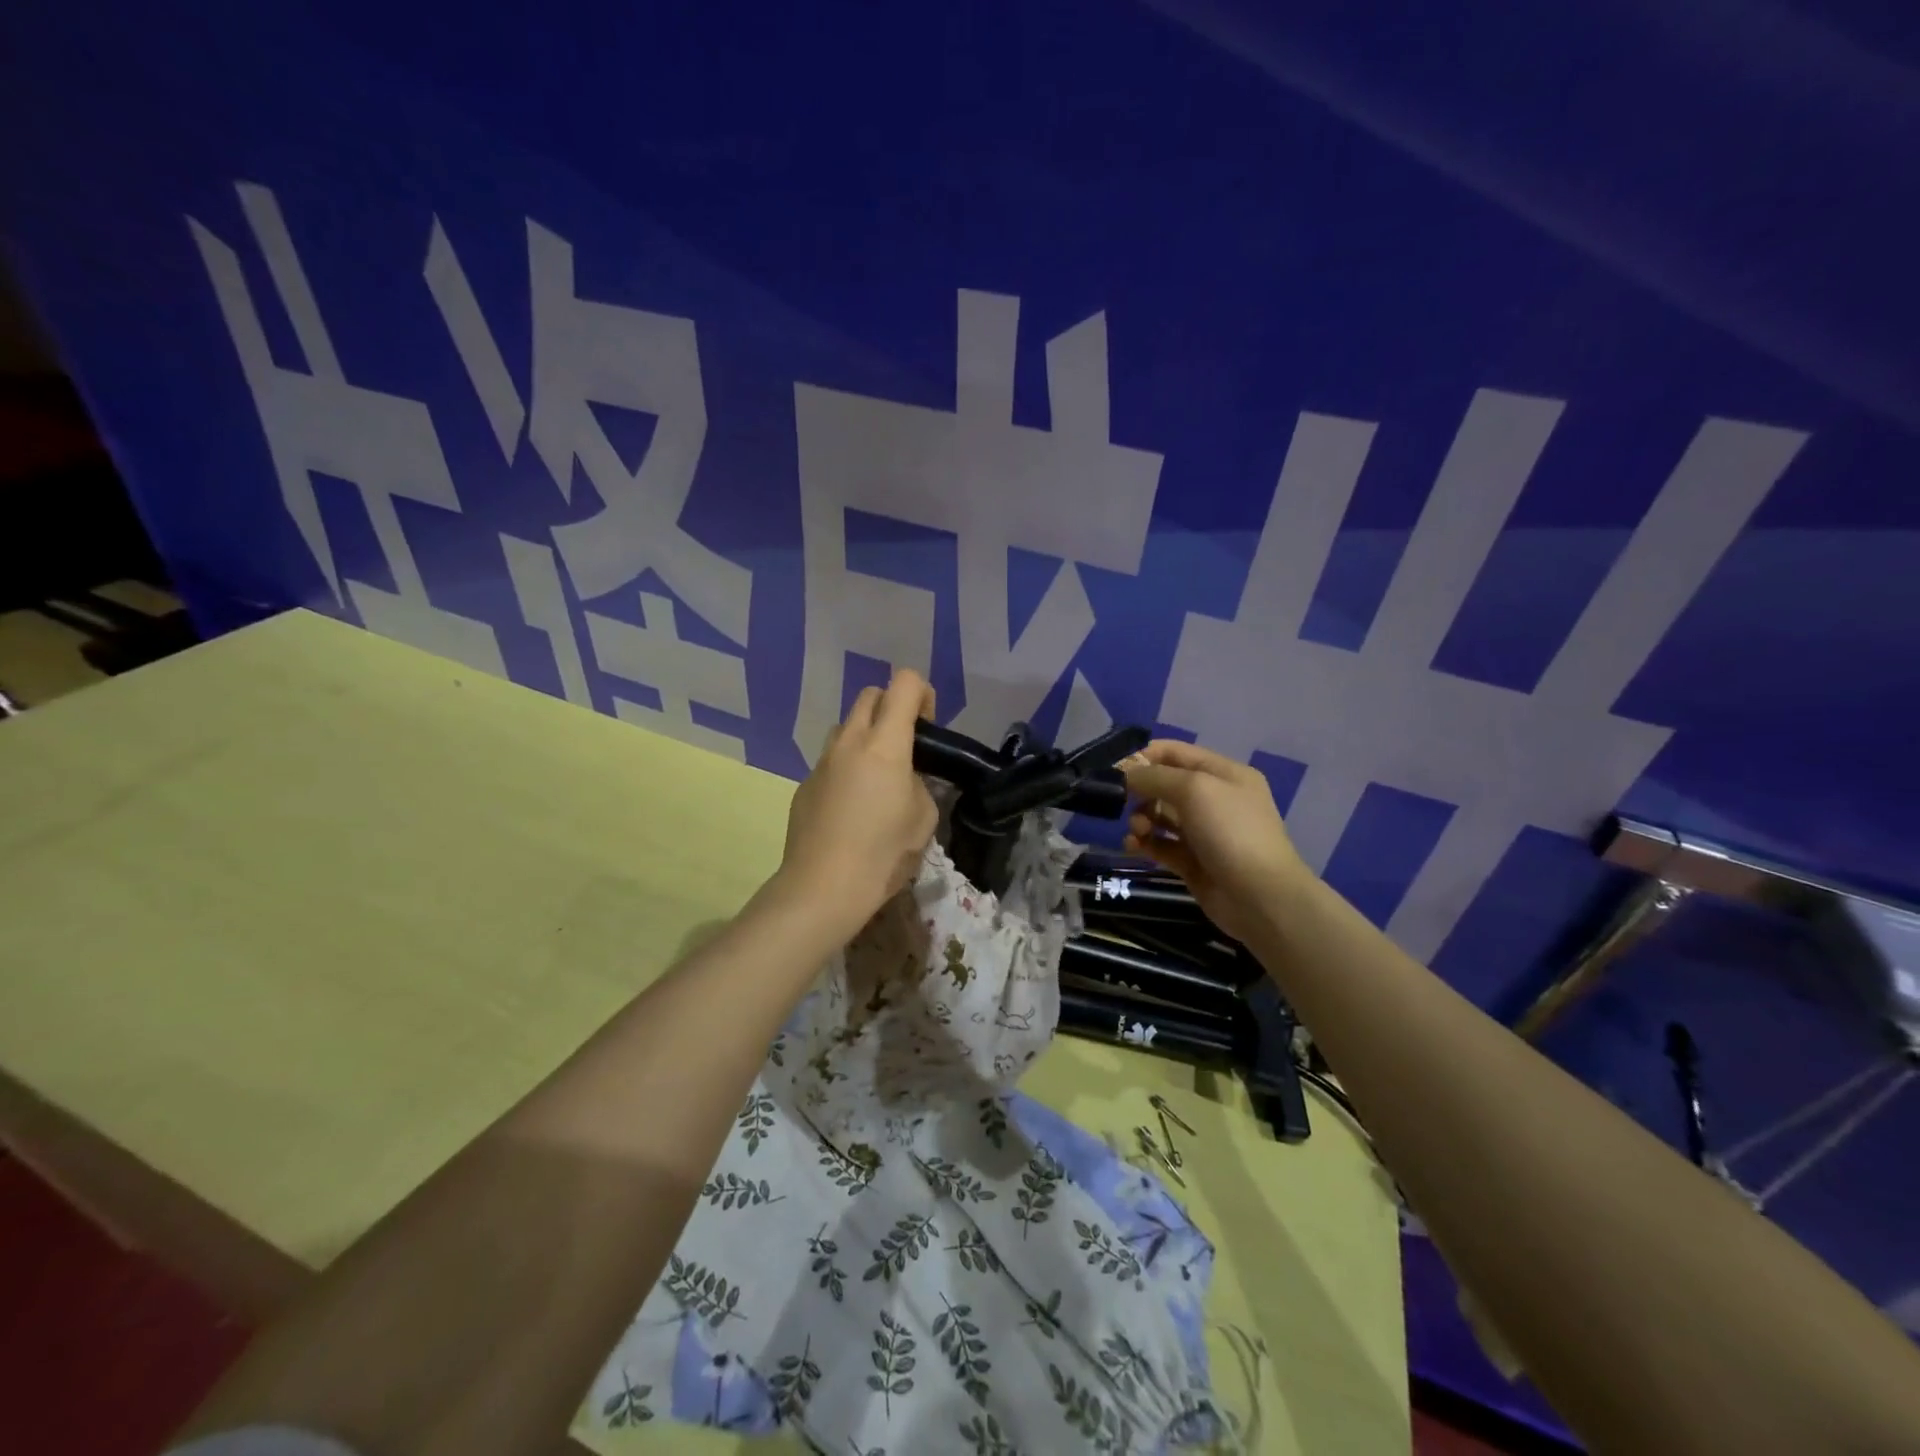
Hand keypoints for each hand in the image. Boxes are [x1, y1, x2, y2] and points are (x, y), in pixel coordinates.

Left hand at [775, 670, 938, 938]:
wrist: (823, 887)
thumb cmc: (884, 853)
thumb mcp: (924, 818)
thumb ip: (920, 784)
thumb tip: (907, 779)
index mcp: (885, 743)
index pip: (905, 684)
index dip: (923, 694)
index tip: (928, 726)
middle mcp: (850, 741)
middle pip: (871, 695)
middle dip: (892, 708)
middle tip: (906, 746)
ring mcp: (822, 761)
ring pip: (846, 726)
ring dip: (866, 735)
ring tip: (877, 776)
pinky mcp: (805, 784)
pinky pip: (831, 760)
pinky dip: (847, 767)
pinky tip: (852, 807)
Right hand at [1121, 740, 1309, 943]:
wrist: (1260, 896)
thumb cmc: (1230, 831)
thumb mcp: (1194, 789)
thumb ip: (1155, 776)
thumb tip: (1127, 774)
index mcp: (1223, 773)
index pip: (1176, 753)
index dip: (1145, 757)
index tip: (1116, 770)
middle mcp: (1214, 799)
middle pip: (1165, 785)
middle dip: (1141, 792)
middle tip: (1125, 804)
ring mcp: (1204, 832)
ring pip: (1161, 816)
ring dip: (1141, 819)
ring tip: (1138, 832)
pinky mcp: (1193, 861)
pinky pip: (1161, 845)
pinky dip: (1145, 844)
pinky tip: (1133, 847)